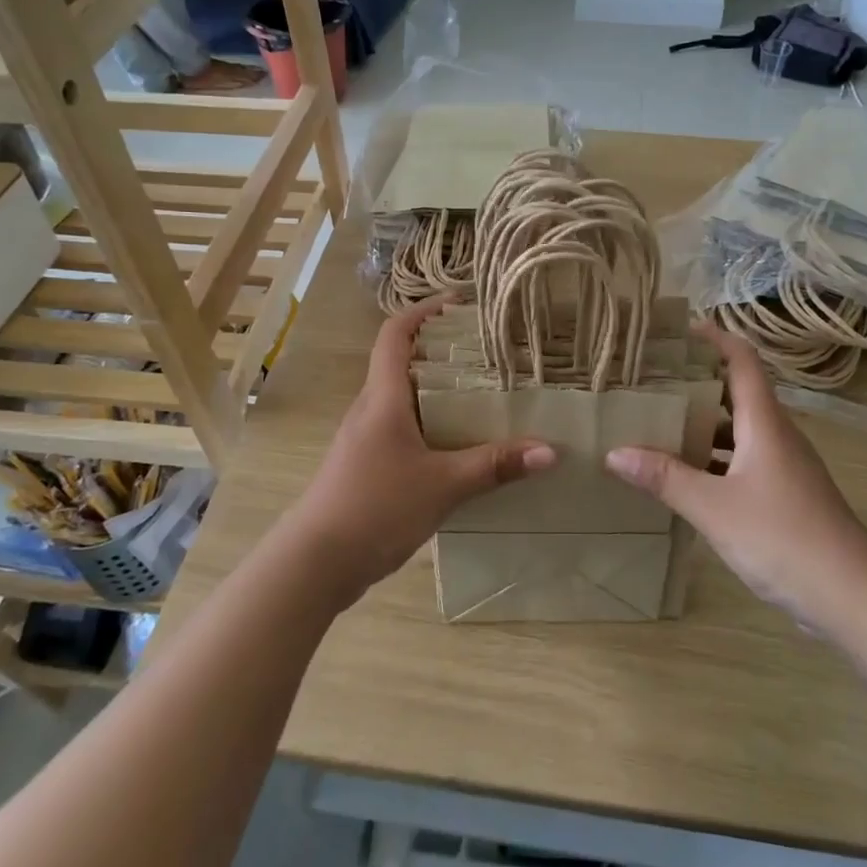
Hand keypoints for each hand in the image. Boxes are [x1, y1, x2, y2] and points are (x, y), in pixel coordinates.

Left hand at [280, 297, 554, 605]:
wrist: (316, 562)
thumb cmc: (375, 507)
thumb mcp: (443, 485)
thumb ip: (495, 465)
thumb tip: (550, 450)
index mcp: (383, 397)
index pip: (396, 333)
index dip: (424, 311)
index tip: (459, 304)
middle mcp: (371, 409)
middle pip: (404, 363)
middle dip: (443, 352)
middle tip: (489, 355)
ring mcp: (366, 439)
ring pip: (405, 400)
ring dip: (439, 392)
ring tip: (485, 397)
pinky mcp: (367, 466)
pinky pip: (404, 430)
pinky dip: (432, 426)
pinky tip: (461, 447)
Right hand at [603, 322, 866, 621]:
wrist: (852, 595)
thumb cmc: (782, 536)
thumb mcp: (713, 507)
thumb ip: (665, 478)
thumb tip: (613, 452)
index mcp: (765, 424)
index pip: (743, 362)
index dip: (715, 338)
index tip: (680, 328)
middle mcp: (777, 436)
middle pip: (738, 393)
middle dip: (698, 382)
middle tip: (653, 379)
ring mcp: (784, 467)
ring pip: (740, 430)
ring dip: (704, 424)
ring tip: (660, 423)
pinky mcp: (785, 495)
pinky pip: (744, 461)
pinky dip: (715, 459)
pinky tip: (687, 476)